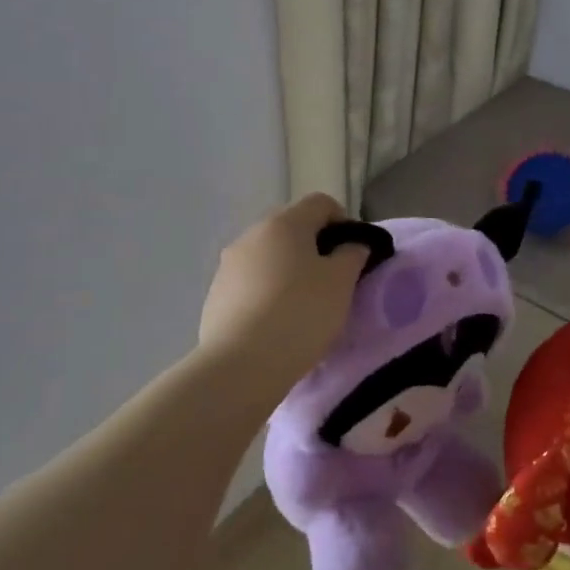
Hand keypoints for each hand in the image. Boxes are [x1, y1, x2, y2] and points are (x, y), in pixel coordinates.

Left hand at [199, 193, 368, 384]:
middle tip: (333, 282)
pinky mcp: (215, 296)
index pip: (321, 203)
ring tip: (305, 307)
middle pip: (292, 228)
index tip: (354, 254)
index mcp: (284, 223)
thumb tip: (351, 245)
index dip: (344, 222)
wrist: (240, 366)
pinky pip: (251, 284)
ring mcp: (228, 266)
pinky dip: (268, 294)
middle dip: (316, 248)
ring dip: (289, 272)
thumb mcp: (342, 282)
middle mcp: (251, 235)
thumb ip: (353, 253)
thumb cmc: (300, 314)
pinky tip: (278, 324)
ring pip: (269, 257)